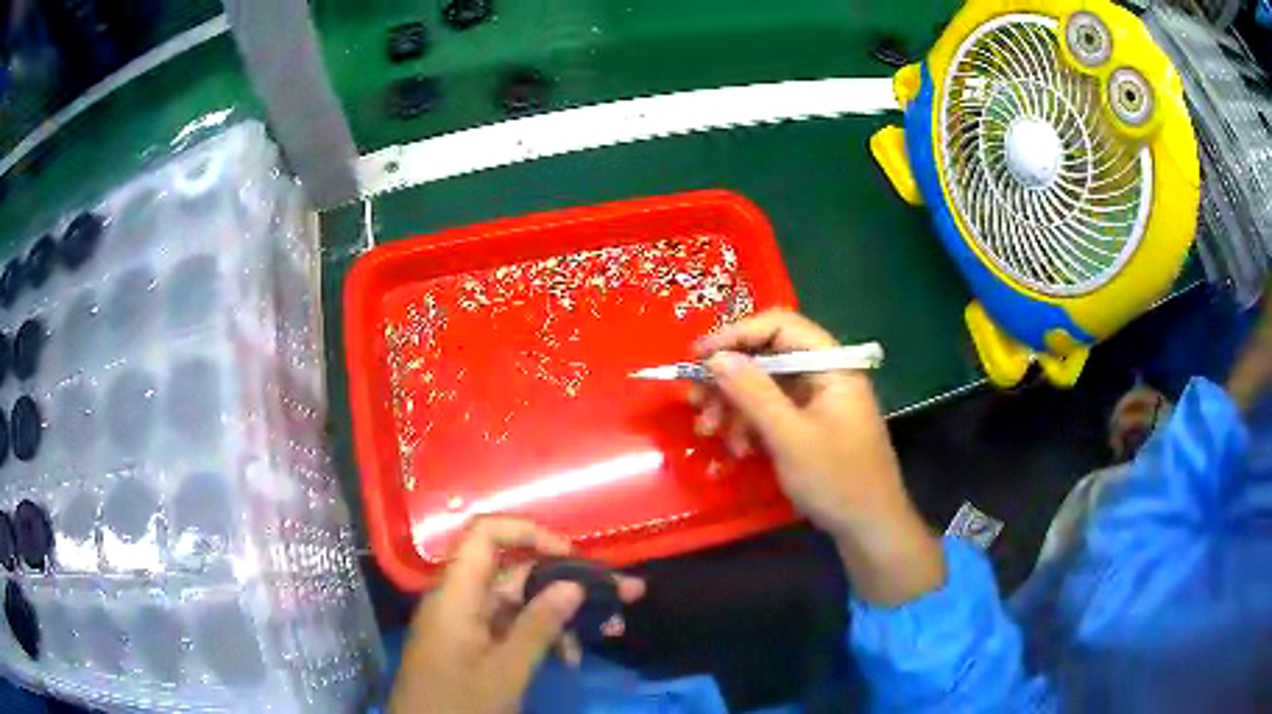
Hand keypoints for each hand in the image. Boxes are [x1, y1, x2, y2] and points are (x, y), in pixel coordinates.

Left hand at [389, 518, 645, 713]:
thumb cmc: (460, 703)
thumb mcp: (506, 670)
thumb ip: (539, 626)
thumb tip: (573, 584)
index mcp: (457, 595)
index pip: (485, 535)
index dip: (528, 532)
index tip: (572, 555)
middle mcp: (460, 599)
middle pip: (514, 573)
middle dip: (566, 583)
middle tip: (620, 595)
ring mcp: (465, 622)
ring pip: (518, 604)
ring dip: (559, 617)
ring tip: (603, 636)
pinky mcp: (472, 643)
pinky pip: (510, 627)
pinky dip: (541, 637)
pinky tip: (568, 658)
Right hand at [692, 309, 943, 604]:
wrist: (870, 528)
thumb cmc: (837, 480)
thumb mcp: (791, 438)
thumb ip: (753, 394)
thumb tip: (715, 358)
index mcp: (832, 366)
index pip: (781, 326)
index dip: (737, 334)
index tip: (698, 355)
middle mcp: (825, 375)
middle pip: (769, 357)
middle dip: (729, 377)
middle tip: (694, 399)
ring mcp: (818, 402)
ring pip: (766, 387)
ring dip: (734, 405)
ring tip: (708, 430)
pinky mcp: (810, 426)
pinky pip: (773, 412)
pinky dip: (750, 425)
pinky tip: (737, 449)